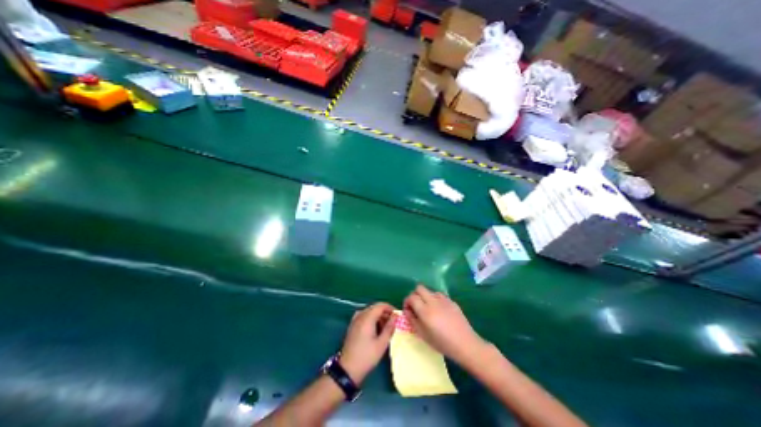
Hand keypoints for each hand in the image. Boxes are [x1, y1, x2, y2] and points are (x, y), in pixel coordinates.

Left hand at [340, 302, 399, 384]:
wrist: (347, 369)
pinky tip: (374, 329)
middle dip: (385, 312)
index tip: (397, 316)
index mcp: (367, 318)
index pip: (380, 305)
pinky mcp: (352, 326)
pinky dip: (371, 319)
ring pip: (369, 311)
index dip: (390, 308)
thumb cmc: (366, 356)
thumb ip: (389, 328)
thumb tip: (395, 317)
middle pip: (374, 307)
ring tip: (385, 327)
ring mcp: (355, 320)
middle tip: (393, 322)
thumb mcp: (382, 343)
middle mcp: (360, 315)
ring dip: (378, 316)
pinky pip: (364, 316)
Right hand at [404, 284, 486, 366]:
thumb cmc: (442, 343)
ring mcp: (443, 299)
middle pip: (419, 288)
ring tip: (428, 308)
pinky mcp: (451, 301)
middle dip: (415, 295)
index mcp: (425, 311)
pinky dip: (435, 299)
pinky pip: (439, 295)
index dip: (407, 302)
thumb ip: (412, 320)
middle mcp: (433, 301)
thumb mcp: (423, 335)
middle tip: (416, 306)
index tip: (408, 310)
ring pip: (429, 290)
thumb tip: (407, 311)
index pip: (411, 297)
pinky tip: (439, 310)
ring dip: (425, 296)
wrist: (465, 344)